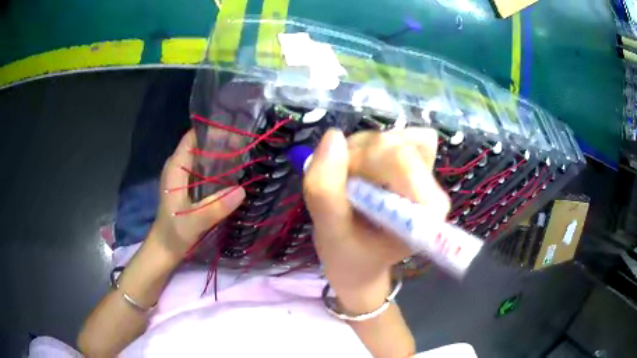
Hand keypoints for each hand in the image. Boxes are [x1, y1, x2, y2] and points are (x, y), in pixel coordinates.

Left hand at [150, 130, 245, 260]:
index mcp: (176, 168)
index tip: (235, 131)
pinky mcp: (189, 188)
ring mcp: (184, 177)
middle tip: (247, 144)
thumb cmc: (174, 233)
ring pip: (204, 158)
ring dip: (222, 155)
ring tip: (245, 155)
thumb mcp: (194, 221)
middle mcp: (179, 167)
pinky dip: (219, 169)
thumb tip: (242, 190)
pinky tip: (235, 174)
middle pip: (201, 145)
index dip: (212, 131)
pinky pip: (205, 171)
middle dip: (222, 142)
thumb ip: (215, 207)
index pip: (193, 137)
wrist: (165, 249)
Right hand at [303, 128, 449, 311]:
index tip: (343, 189)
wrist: (361, 262)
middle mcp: (433, 187)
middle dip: (358, 160)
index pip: (400, 157)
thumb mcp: (330, 232)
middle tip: (344, 190)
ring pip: (388, 138)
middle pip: (393, 145)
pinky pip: (391, 137)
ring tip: (351, 187)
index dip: (361, 163)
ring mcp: (426, 171)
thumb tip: (332, 136)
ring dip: (360, 155)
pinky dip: (368, 150)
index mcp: (426, 209)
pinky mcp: (417, 161)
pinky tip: (363, 173)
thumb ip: (325, 189)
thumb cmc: (350, 256)